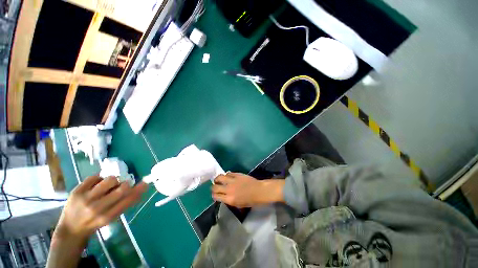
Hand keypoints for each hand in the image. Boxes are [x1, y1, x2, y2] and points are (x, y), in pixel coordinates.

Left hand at [55, 175, 147, 241]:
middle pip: (121, 189)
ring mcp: (85, 198)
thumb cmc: (94, 223)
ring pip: (109, 180)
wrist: (70, 229)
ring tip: (109, 185)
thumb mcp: (110, 218)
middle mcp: (96, 208)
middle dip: (126, 184)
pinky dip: (100, 178)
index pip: (128, 200)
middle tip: (124, 184)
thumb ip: (124, 204)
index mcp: (107, 216)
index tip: (145, 184)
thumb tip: (138, 190)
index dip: (138, 190)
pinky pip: (94, 177)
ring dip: (114, 180)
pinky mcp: (76, 191)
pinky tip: (97, 184)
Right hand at [212, 172, 284, 207]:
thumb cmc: (251, 201)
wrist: (259, 191)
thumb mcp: (239, 205)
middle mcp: (229, 189)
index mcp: (229, 199)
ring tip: (219, 180)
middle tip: (216, 187)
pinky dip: (227, 175)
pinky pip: (228, 173)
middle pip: (215, 187)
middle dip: (213, 187)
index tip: (215, 194)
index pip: (216, 196)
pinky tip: (228, 177)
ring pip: (219, 177)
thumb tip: (223, 196)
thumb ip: (229, 200)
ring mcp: (232, 181)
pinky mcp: (236, 174)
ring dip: (218, 179)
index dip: (214, 195)